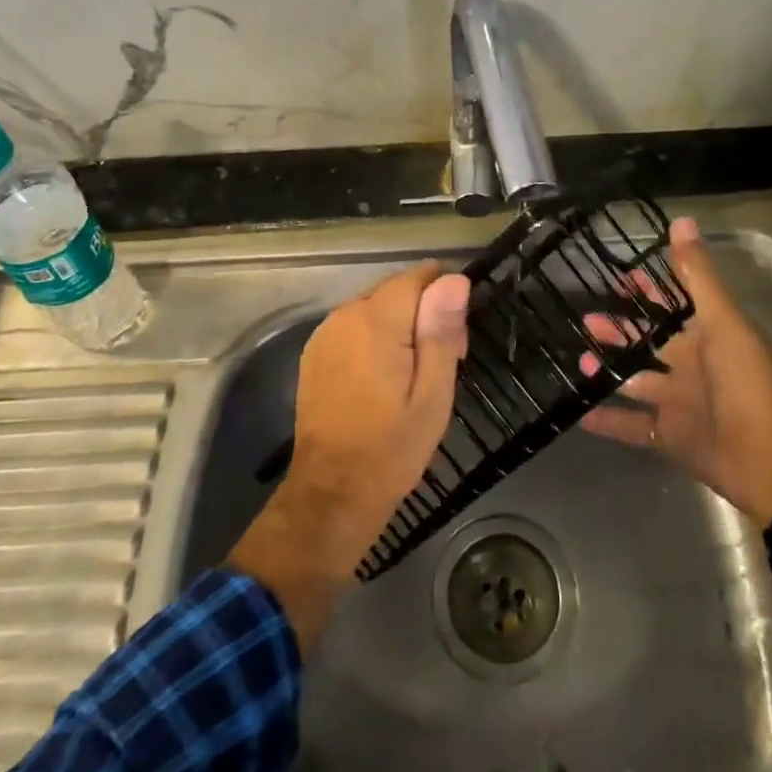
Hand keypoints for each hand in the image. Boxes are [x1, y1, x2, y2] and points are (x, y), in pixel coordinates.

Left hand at [229, 263, 468, 648]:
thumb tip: (454, 280)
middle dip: (422, 312)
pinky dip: (373, 338)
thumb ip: (441, 332)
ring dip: (398, 325)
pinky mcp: (315, 352)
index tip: (455, 338)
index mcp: (376, 322)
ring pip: (375, 307)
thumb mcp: (432, 395)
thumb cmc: (392, 448)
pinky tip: (382, 377)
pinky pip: (354, 326)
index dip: (443, 298)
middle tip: (441, 363)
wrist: (332, 493)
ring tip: (413, 375)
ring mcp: (325, 333)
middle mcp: (345, 315)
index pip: (417, 277)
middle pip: (395, 290)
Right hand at [581, 217, 771, 526]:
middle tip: (587, 318)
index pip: (673, 307)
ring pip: (637, 382)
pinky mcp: (671, 439)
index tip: (619, 278)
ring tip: (580, 358)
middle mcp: (693, 368)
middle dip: (620, 330)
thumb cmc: (747, 382)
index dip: (649, 291)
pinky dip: (608, 421)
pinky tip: (580, 411)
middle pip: (650, 343)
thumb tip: (681, 220)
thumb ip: (698, 276)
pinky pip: (634, 427)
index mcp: (708, 338)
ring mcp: (680, 405)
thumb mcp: (723, 322)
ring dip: (609, 370)